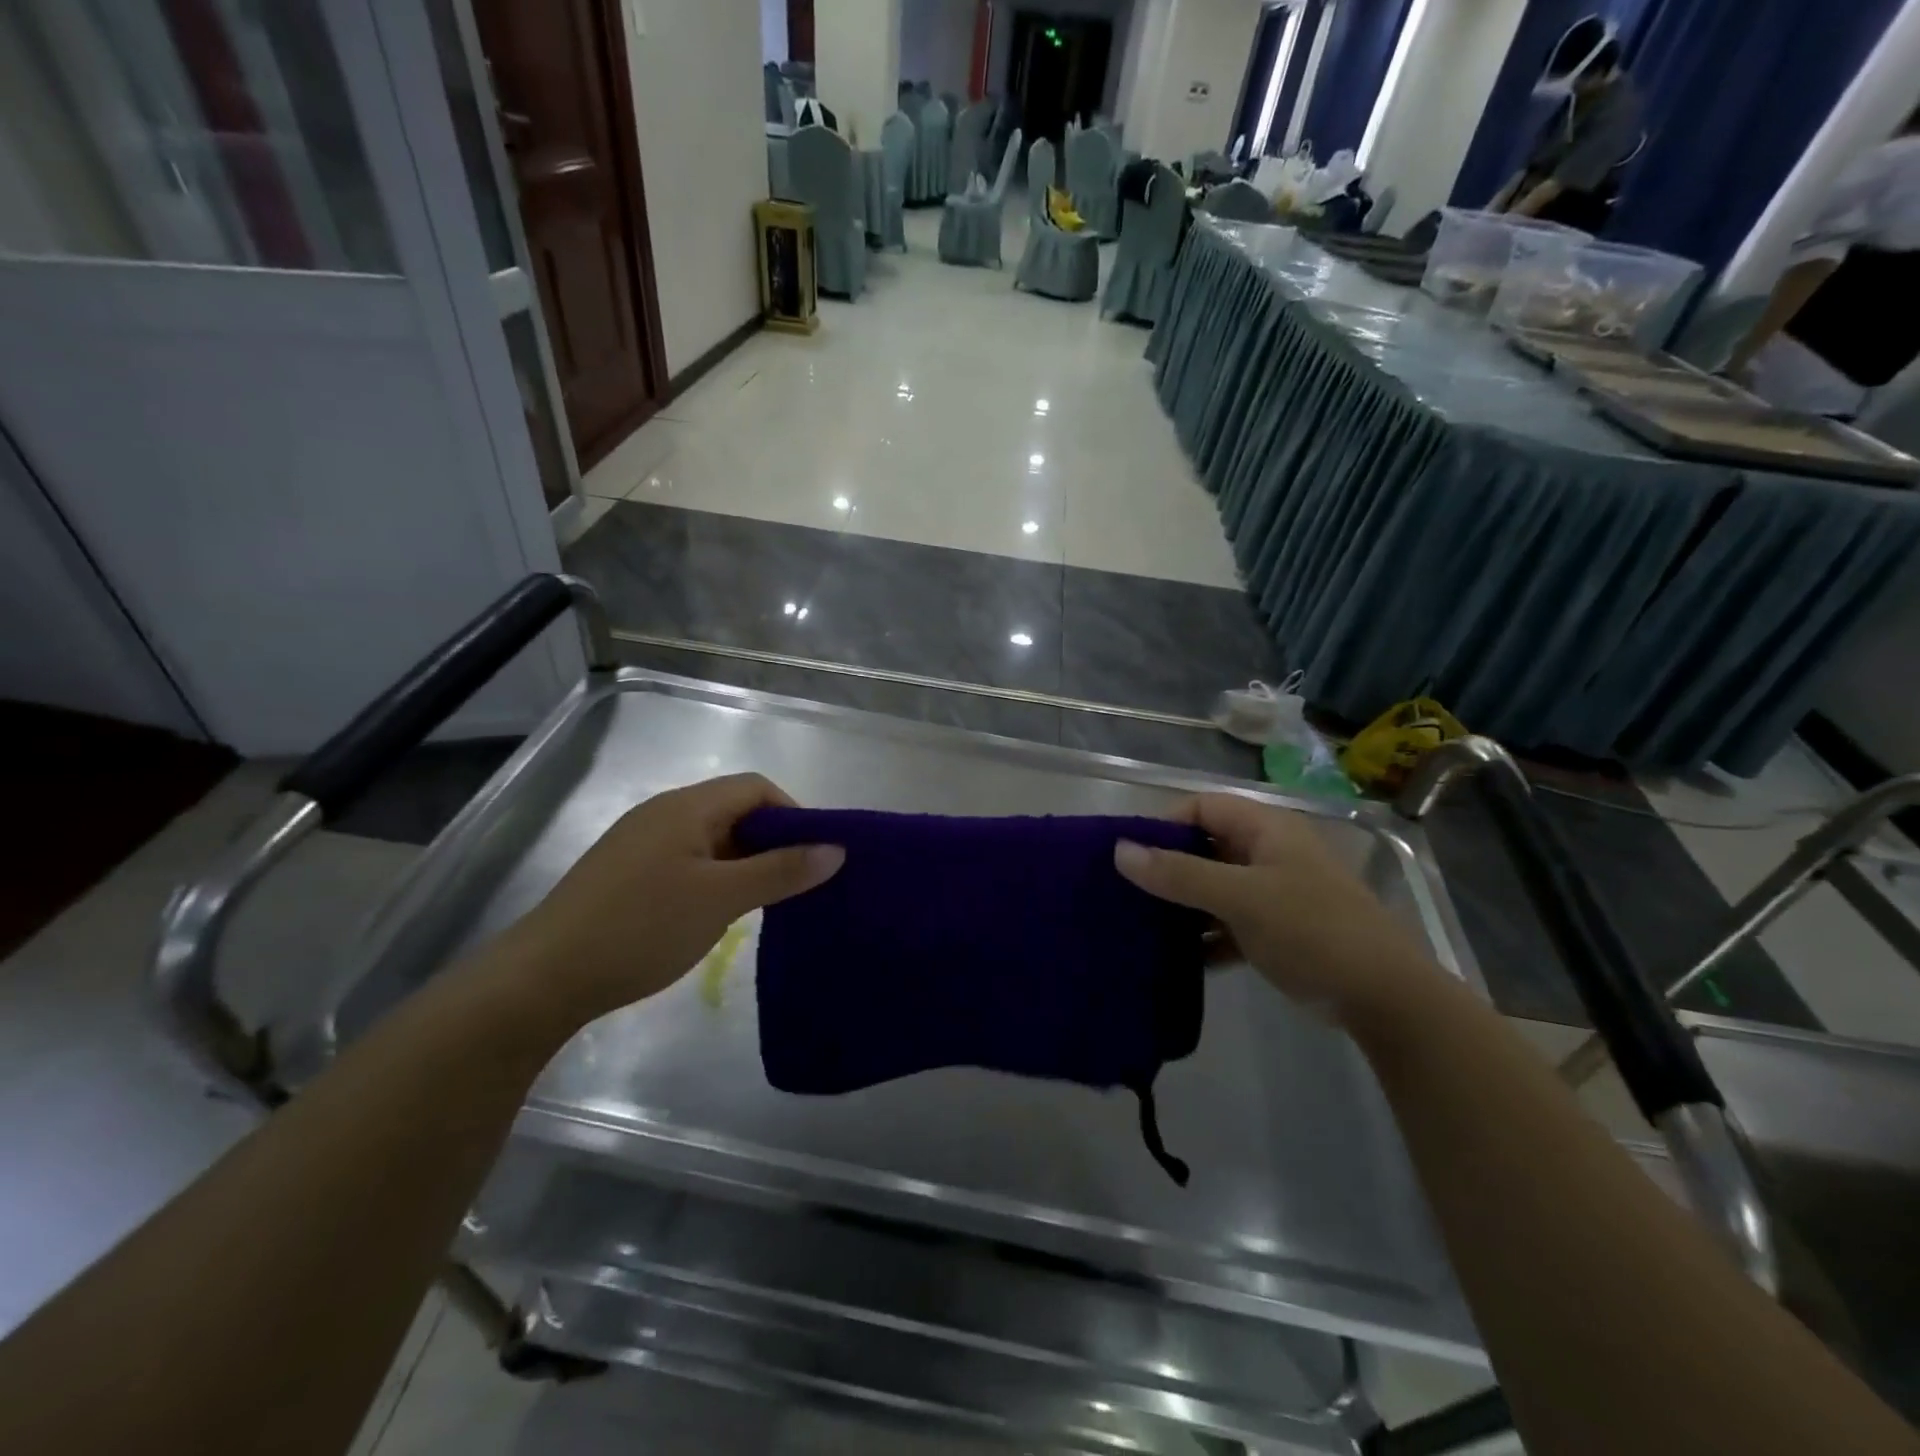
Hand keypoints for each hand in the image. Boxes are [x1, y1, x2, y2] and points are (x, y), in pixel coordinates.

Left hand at [499, 774, 842, 1024]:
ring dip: (744, 862)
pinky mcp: (627, 872)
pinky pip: (687, 860)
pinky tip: (716, 913)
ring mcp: (641, 842)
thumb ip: (781, 871)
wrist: (543, 978)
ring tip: (763, 903)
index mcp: (687, 806)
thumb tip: (836, 850)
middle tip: (794, 884)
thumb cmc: (641, 928)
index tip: (814, 857)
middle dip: (772, 841)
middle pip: (735, 810)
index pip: (757, 788)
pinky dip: (715, 877)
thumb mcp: (722, 900)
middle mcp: (664, 813)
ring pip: (711, 838)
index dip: (794, 815)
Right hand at [1115, 794, 1438, 1026]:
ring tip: (1142, 925)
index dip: (1164, 824)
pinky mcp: (1277, 929)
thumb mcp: (1241, 898)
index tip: (1130, 856)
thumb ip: (1180, 873)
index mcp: (1266, 829)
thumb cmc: (1312, 930)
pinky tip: (1180, 957)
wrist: (1385, 998)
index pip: (1202, 807)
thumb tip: (1119, 850)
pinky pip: (1228, 921)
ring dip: (1184, 904)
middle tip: (1128, 892)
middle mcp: (1268, 852)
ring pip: (1215, 886)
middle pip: (1205, 846)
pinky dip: (1205, 935)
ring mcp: (1274, 892)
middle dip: (1168, 867)